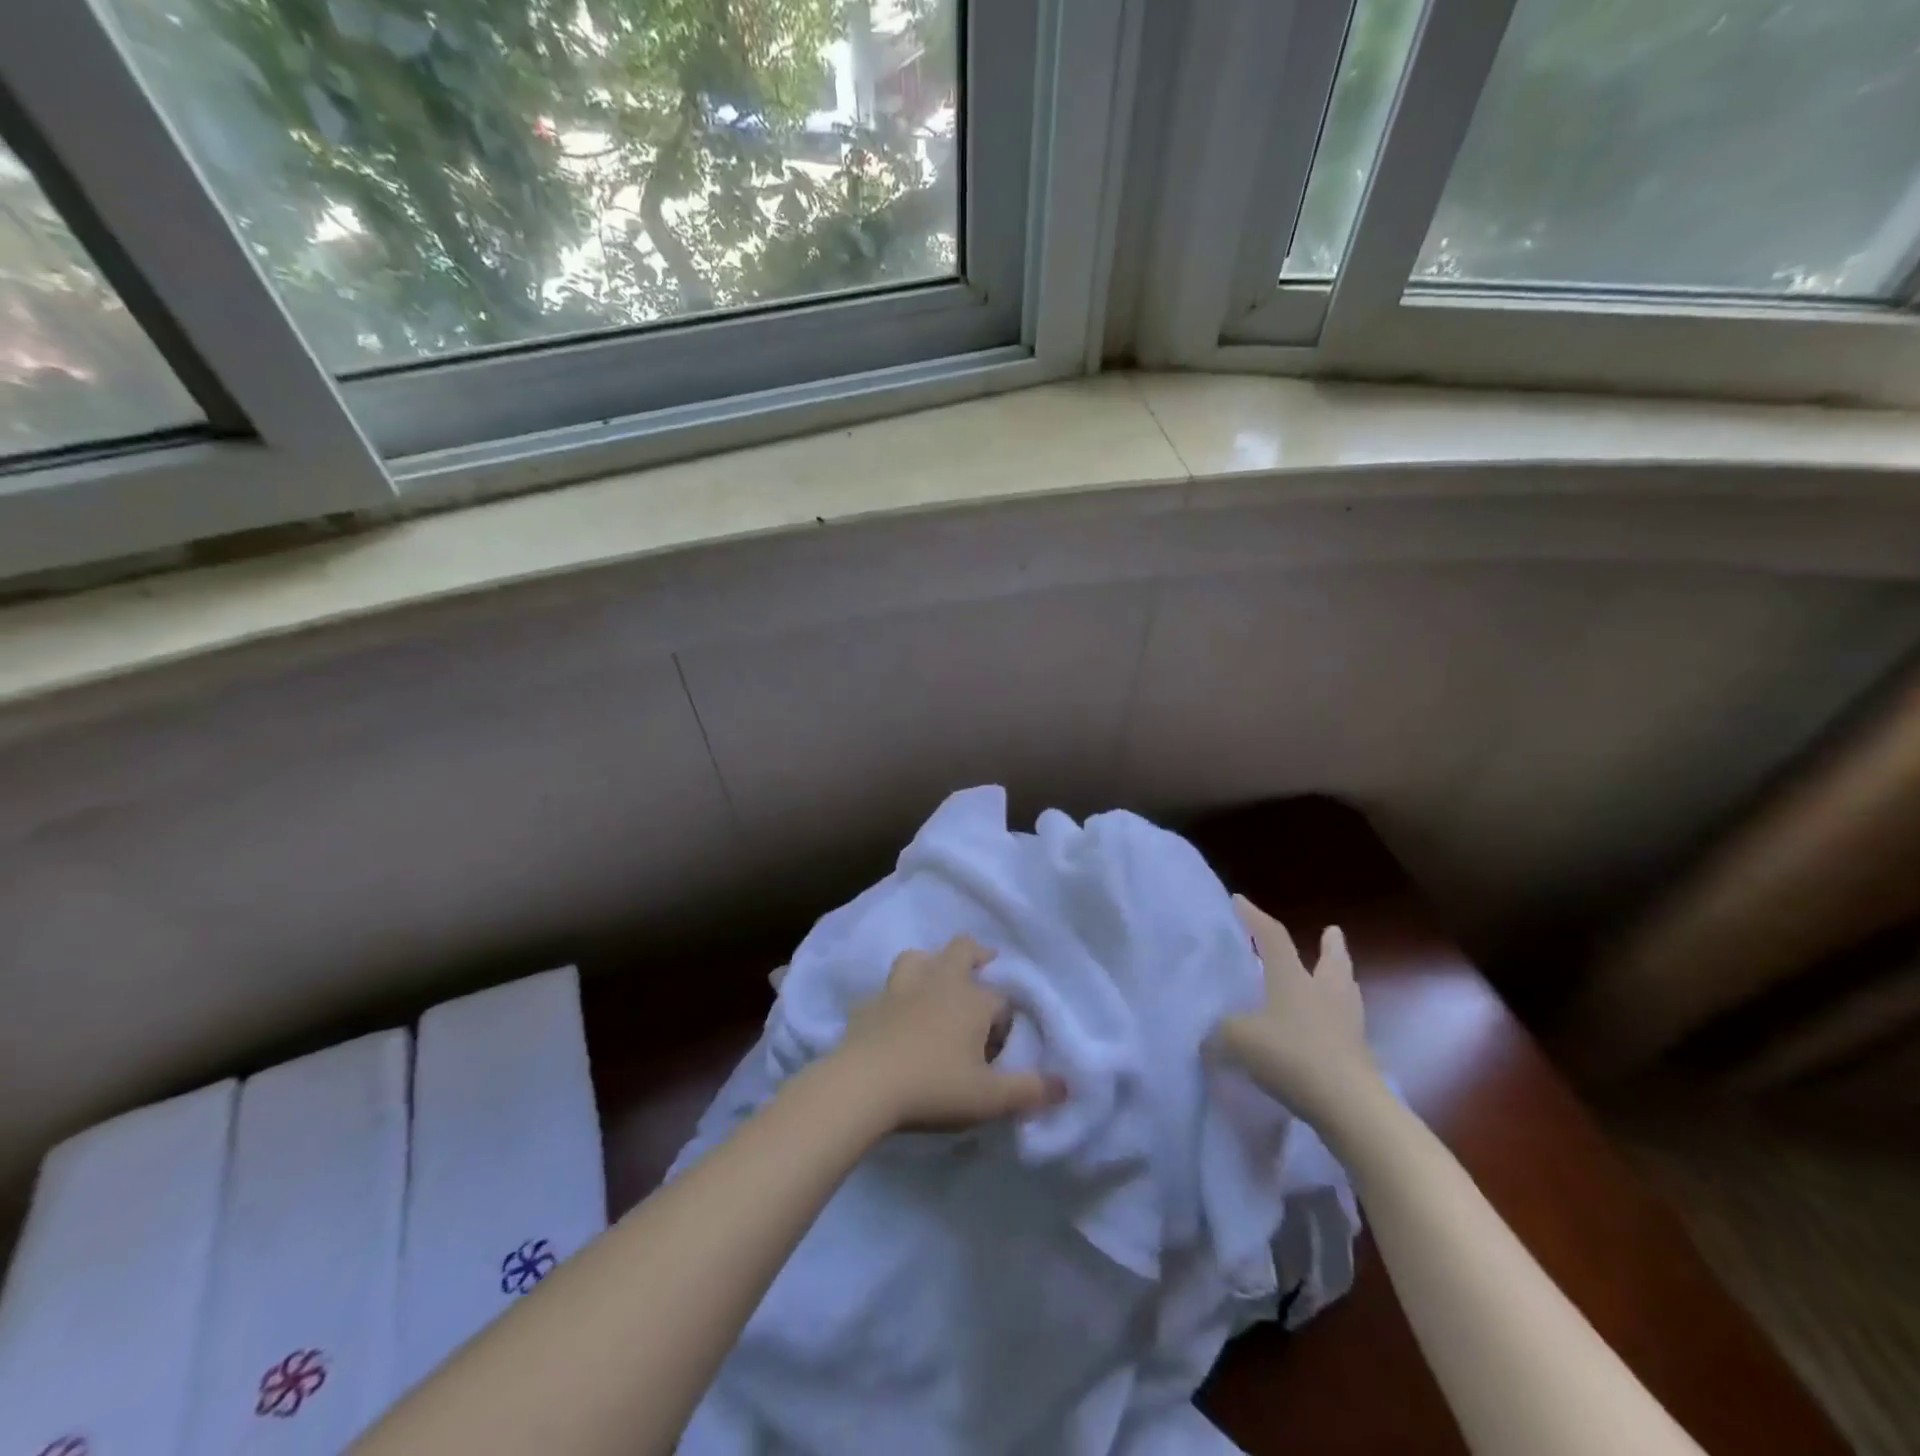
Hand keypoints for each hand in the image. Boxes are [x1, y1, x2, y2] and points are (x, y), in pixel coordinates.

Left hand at [834, 935, 1065, 1131]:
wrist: (863, 1086)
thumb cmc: (934, 1088)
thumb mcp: (990, 1099)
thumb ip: (1030, 1091)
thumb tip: (1067, 1086)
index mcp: (972, 1000)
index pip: (1001, 1000)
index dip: (1004, 1022)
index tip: (999, 1050)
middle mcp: (939, 982)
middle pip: (962, 950)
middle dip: (977, 955)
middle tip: (984, 966)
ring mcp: (899, 989)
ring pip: (918, 958)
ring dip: (930, 965)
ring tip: (935, 984)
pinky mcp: (868, 1005)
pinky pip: (885, 993)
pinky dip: (893, 1000)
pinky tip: (893, 1019)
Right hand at [1213, 896, 1378, 1123]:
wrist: (1349, 1106)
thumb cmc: (1291, 1057)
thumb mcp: (1238, 1041)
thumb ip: (1219, 1033)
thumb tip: (1209, 1037)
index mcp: (1293, 979)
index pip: (1272, 937)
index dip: (1254, 917)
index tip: (1240, 900)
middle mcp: (1323, 993)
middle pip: (1331, 961)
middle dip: (1329, 945)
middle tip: (1331, 931)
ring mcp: (1347, 1024)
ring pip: (1345, 990)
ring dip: (1339, 978)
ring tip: (1336, 976)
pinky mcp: (1359, 1055)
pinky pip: (1346, 1025)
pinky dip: (1338, 1019)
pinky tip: (1329, 1028)